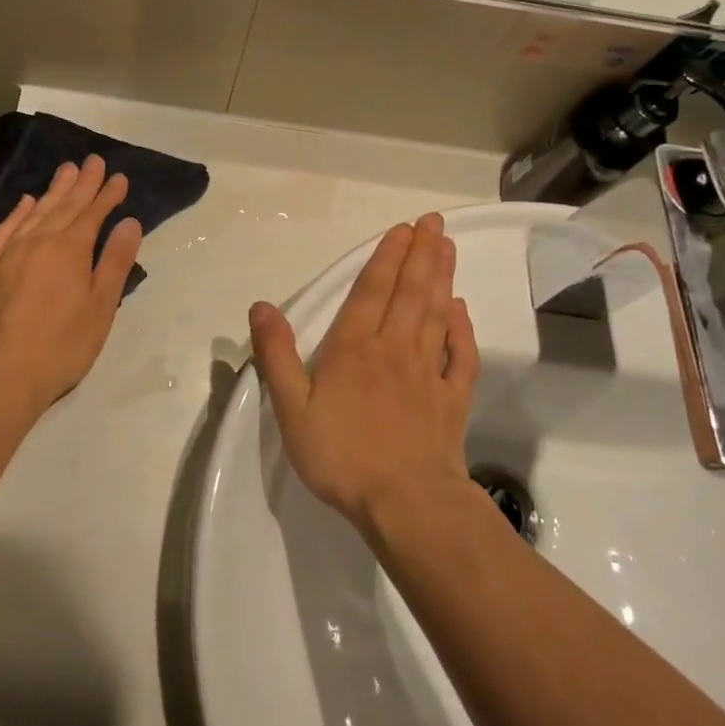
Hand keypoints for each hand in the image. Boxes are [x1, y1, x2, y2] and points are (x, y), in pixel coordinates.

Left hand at [0, 156, 142, 418]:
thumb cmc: (61, 345)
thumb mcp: (100, 306)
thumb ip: (114, 261)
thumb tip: (129, 222)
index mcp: (70, 249)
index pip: (93, 212)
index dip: (107, 194)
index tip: (119, 177)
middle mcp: (38, 240)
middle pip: (65, 204)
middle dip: (82, 182)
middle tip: (93, 160)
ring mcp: (9, 252)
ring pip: (36, 211)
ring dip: (54, 190)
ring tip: (66, 170)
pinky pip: (6, 228)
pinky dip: (18, 212)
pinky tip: (26, 203)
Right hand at [249, 212, 479, 530]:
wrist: (406, 503)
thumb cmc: (343, 456)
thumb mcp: (292, 409)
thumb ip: (276, 356)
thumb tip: (261, 306)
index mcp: (354, 347)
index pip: (373, 290)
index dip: (387, 257)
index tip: (402, 229)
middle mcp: (395, 348)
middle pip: (411, 292)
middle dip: (421, 253)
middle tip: (434, 222)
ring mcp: (429, 372)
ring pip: (437, 313)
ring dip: (442, 277)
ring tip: (447, 248)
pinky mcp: (452, 399)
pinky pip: (462, 355)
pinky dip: (463, 328)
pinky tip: (462, 310)